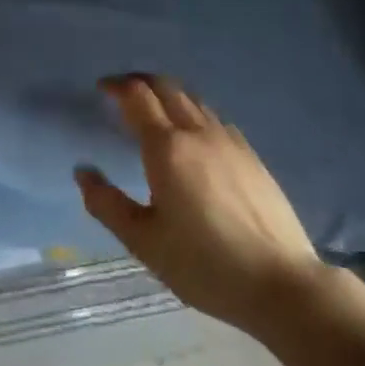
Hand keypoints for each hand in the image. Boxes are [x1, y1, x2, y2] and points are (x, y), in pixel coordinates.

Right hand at [75, 74, 324, 339]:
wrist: (282, 283)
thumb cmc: (205, 264)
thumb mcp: (144, 242)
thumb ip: (107, 204)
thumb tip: (83, 171)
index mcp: (167, 147)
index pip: (138, 96)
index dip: (117, 86)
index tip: (101, 88)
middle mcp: (198, 133)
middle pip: (167, 87)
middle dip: (141, 82)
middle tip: (123, 92)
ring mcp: (230, 141)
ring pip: (194, 100)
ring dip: (169, 95)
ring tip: (155, 111)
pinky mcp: (252, 156)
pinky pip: (215, 119)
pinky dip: (194, 113)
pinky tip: (195, 137)